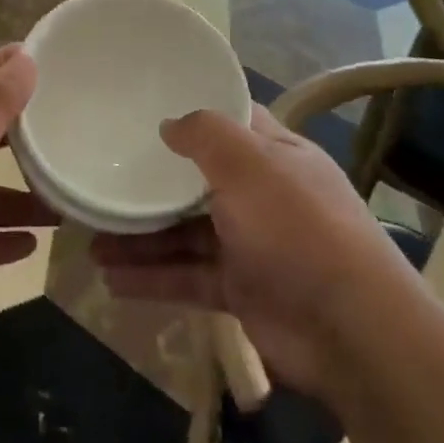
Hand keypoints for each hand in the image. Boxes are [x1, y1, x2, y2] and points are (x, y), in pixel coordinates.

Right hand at [91, 106, 412, 397]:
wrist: (351, 332)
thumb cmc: (297, 228)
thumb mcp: (249, 165)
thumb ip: (206, 136)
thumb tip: (170, 124)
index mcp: (276, 156)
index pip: (232, 124)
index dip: (195, 115)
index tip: (147, 110)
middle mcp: (264, 196)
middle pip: (200, 181)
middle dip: (154, 183)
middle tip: (105, 178)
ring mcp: (252, 246)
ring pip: (186, 233)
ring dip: (143, 236)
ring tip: (92, 239)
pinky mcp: (241, 291)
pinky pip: (188, 277)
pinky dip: (153, 278)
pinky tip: (111, 280)